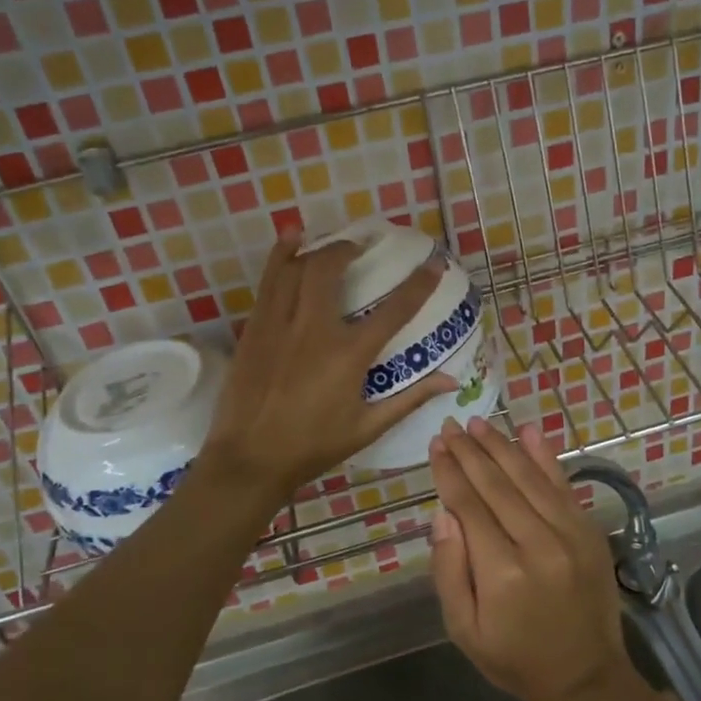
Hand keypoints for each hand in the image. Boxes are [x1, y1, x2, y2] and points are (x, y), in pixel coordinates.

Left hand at [202, 230, 456, 499]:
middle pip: (330, 270)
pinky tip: (289, 243)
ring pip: (294, 268)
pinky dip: (280, 257)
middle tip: (360, 247)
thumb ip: (410, 399)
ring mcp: (279, 325)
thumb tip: (451, 380)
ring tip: (326, 241)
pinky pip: (268, 282)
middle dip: (348, 249)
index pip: (394, 310)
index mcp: (348, 355)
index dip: (419, 284)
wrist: (250, 459)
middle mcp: (314, 330)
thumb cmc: (313, 447)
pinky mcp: (255, 329)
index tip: (434, 263)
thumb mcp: (367, 427)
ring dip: (313, 248)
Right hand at [428, 417, 630, 700]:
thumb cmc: (514, 657)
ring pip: (529, 477)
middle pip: (497, 484)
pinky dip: (545, 457)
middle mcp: (538, 544)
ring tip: (479, 423)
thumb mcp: (463, 629)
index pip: (469, 506)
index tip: (436, 445)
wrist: (585, 676)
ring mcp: (570, 534)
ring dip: (502, 446)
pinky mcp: (589, 531)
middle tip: (452, 425)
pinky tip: (529, 432)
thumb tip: (443, 514)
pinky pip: (563, 485)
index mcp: (501, 572)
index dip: (449, 472)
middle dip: (470, 451)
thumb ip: (449, 570)